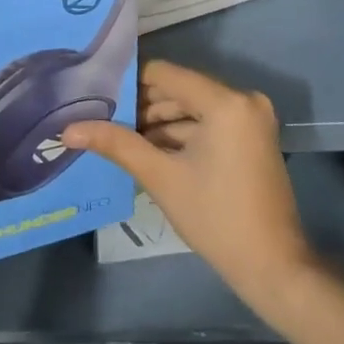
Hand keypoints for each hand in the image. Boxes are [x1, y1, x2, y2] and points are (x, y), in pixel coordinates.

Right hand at [63, 61, 314, 317]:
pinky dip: (183, 134)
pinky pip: (209, 122)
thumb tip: (69, 129)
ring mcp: (251, 118)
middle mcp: (242, 98)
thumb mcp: (160, 177)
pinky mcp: (252, 136)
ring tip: (123, 141)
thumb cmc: (215, 219)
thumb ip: (116, 144)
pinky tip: (152, 152)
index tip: (98, 99)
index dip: (129, 85)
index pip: (164, 74)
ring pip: (192, 107)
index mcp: (225, 101)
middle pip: (179, 89)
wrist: (274, 269)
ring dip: (160, 123)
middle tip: (106, 123)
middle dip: (143, 108)